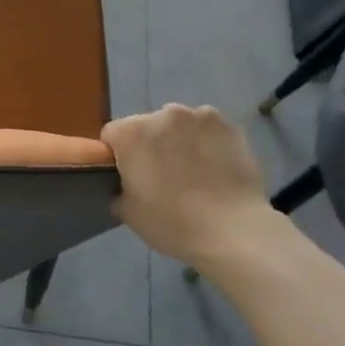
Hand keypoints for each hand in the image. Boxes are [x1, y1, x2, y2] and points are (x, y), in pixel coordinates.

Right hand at [101, 104, 272, 267]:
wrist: (232, 231)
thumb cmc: (171, 223)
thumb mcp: (127, 212)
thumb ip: (118, 188)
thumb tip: (126, 183)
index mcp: (131, 133)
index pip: (112, 136)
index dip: (118, 157)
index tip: (130, 177)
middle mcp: (162, 114)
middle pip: (146, 126)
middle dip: (150, 145)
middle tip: (162, 177)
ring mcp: (199, 116)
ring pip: (179, 125)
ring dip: (179, 141)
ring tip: (193, 172)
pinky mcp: (228, 125)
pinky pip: (207, 130)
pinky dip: (207, 142)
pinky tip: (215, 167)